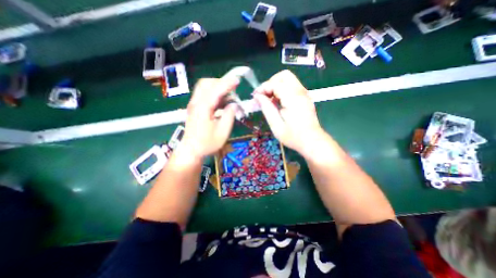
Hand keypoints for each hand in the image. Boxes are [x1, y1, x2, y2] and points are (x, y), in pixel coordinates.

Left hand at [181, 77, 238, 160]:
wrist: (191, 150)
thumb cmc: (207, 143)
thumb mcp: (223, 132)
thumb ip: (229, 115)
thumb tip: (234, 104)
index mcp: (203, 108)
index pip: (215, 90)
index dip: (227, 83)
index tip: (237, 80)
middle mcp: (196, 103)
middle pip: (206, 83)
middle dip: (220, 82)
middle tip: (232, 89)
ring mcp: (193, 105)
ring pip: (204, 88)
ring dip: (217, 88)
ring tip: (228, 96)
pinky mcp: (194, 108)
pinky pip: (204, 95)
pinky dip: (213, 94)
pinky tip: (222, 103)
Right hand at [253, 70, 323, 155]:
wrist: (312, 141)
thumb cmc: (293, 136)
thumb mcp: (276, 125)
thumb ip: (266, 108)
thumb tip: (257, 96)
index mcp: (293, 98)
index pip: (275, 83)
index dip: (263, 88)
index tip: (255, 97)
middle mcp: (300, 92)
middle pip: (284, 76)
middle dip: (270, 83)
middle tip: (264, 96)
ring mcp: (304, 94)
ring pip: (288, 80)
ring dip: (276, 86)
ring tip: (269, 100)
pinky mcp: (304, 97)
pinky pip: (291, 87)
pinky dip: (282, 90)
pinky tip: (277, 102)